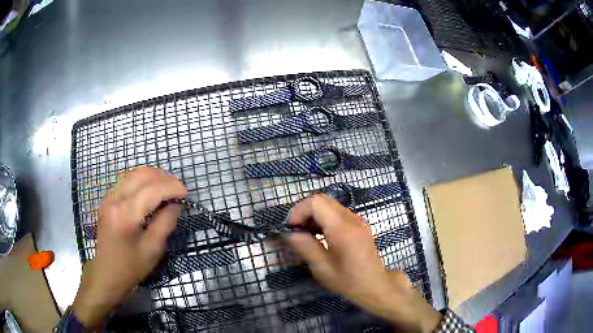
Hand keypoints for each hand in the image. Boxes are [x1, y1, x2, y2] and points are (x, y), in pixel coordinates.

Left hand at [72, 167, 186, 326]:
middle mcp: (115, 199)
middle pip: (141, 175)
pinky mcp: (107, 200)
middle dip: (163, 178)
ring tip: (166, 185)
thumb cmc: (131, 266)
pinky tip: (148, 188)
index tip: (185, 193)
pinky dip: (140, 179)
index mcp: (126, 214)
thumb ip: (166, 222)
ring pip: (132, 174)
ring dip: (151, 175)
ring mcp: (109, 197)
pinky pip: (125, 180)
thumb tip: (175, 204)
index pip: (153, 189)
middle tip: (177, 189)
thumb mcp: (154, 249)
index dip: (172, 187)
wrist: (107, 273)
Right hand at [284, 194, 440, 332]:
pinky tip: (319, 235)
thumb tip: (288, 233)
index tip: (291, 228)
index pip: (316, 202)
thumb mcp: (322, 268)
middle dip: (304, 211)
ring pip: (329, 205)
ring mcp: (356, 220)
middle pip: (322, 199)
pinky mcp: (358, 224)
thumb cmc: (348, 281)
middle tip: (296, 230)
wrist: (375, 285)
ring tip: (306, 234)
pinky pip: (337, 212)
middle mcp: (351, 218)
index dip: (298, 211)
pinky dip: (323, 218)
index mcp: (342, 228)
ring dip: (313, 215)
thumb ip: (305, 247)